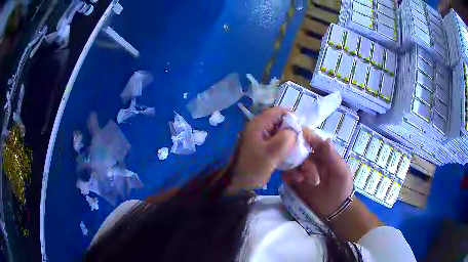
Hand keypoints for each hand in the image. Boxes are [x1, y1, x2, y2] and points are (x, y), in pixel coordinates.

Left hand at [229, 107, 295, 191]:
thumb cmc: (253, 167)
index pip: (279, 111)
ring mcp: (260, 139)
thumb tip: (295, 131)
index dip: (293, 119)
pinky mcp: (262, 149)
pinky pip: (277, 146)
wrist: (237, 184)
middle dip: (293, 134)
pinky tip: (291, 164)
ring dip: (290, 145)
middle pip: (281, 123)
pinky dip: (285, 152)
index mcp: (259, 124)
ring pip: (280, 136)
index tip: (302, 132)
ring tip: (298, 156)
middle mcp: (259, 128)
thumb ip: (286, 138)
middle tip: (302, 146)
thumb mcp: (271, 152)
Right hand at [282, 128, 353, 217]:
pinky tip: (291, 182)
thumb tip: (326, 139)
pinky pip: (286, 174)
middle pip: (297, 149)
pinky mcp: (294, 181)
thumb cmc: (342, 187)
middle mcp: (310, 158)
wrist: (335, 208)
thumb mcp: (341, 172)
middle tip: (303, 171)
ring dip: (293, 168)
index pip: (311, 138)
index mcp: (322, 152)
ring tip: (300, 180)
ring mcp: (301, 170)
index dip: (303, 135)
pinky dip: (286, 176)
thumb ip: (333, 157)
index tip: (295, 137)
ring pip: (290, 161)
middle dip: (298, 156)